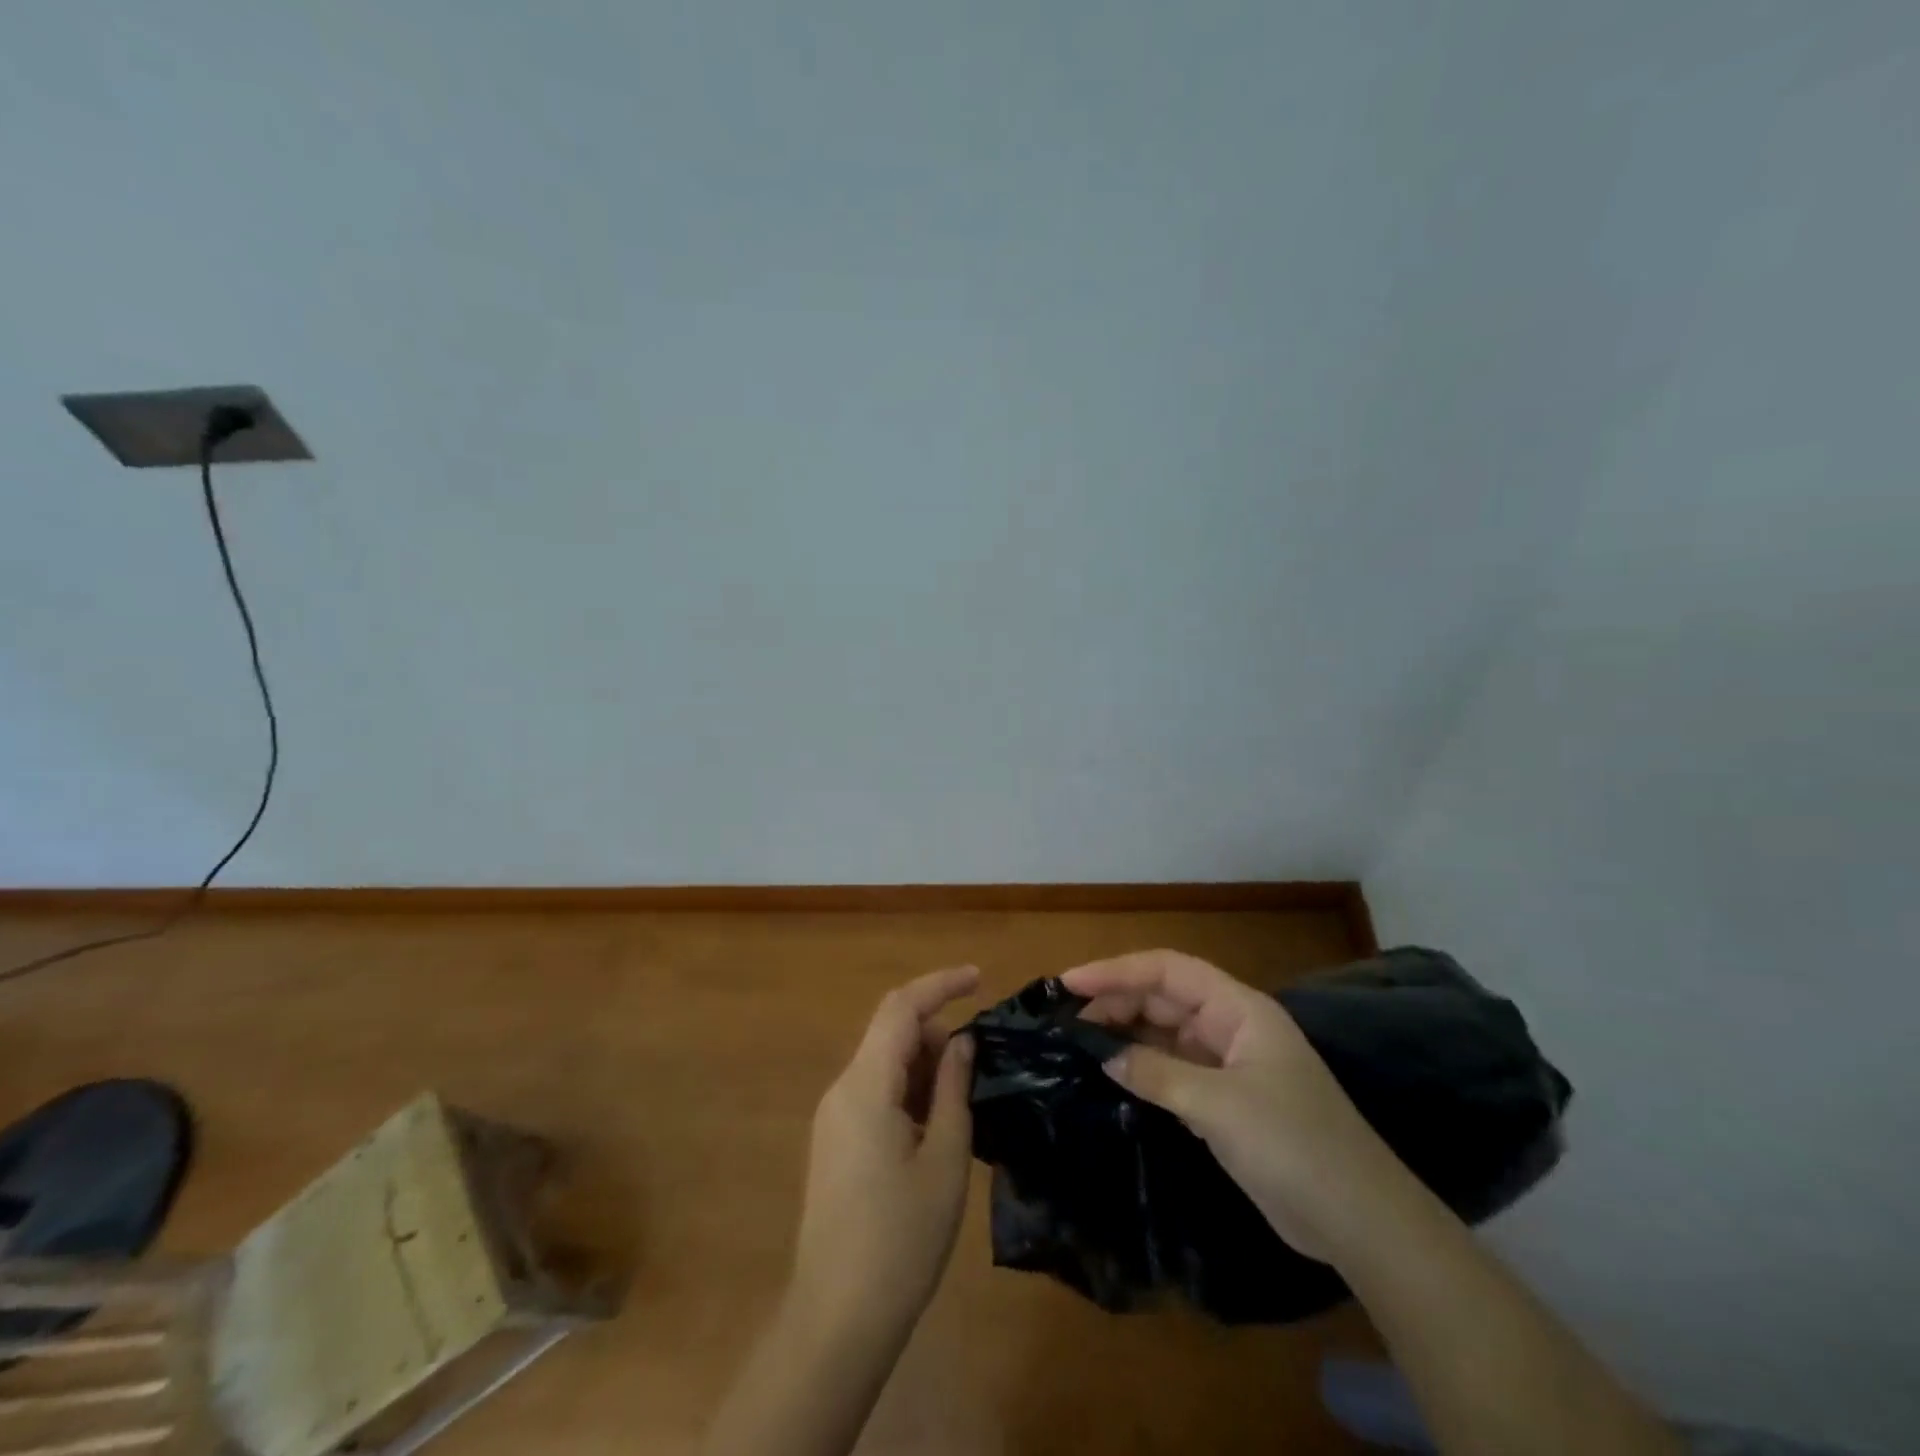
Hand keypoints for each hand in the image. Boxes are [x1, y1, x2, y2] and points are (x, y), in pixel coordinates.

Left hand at [791, 965, 978, 1339]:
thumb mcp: (944, 1160)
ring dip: (924, 1067)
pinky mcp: (836, 1143)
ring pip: (884, 1064)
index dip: (940, 984)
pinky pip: (875, 1094)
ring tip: (963, 1104)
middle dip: (937, 1034)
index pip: (900, 1007)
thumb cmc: (900, 1240)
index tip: (979, 978)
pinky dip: (909, 1093)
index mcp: (865, 1086)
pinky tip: (936, 1128)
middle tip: (979, 1069)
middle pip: (890, 1033)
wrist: (836, 1321)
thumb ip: (953, 1089)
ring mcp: (834, 1118)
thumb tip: (962, 1042)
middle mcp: (842, 1090)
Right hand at [1063, 950, 1400, 1260]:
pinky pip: (1173, 1070)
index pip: (1168, 971)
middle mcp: (1231, 1027)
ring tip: (1079, 1045)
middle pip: (1164, 998)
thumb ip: (1156, 1073)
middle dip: (1116, 1002)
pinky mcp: (1225, 1101)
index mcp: (1239, 1009)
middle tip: (1066, 1021)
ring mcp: (1229, 1065)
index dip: (1117, 971)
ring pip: (1166, 1034)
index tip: (1070, 984)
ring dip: (1126, 1035)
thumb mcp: (1218, 1106)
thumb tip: (1103, 1055)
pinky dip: (1142, 1069)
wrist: (1361, 1223)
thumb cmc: (1294, 1145)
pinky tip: (1112, 1078)